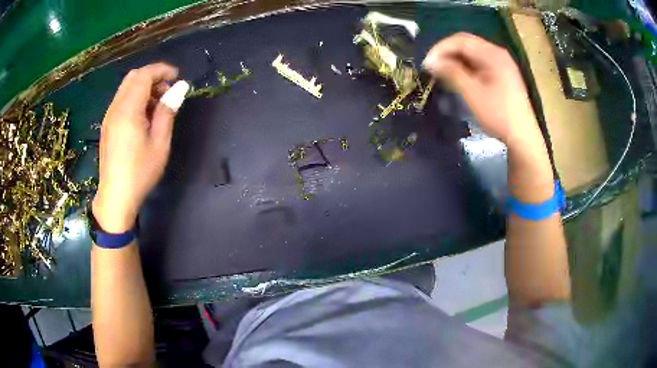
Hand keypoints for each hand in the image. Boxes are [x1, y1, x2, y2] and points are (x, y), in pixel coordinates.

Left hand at [92, 63, 188, 232]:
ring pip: (126, 87)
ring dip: (144, 87)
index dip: (162, 70)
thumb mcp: (160, 143)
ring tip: (158, 105)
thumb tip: (179, 88)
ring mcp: (109, 116)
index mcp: (128, 110)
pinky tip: (144, 116)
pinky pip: (121, 100)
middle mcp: (115, 108)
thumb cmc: (140, 172)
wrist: (115, 197)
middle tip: (168, 91)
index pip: (144, 75)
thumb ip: (167, 112)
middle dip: (153, 76)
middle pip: (133, 77)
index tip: (177, 77)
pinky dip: (135, 98)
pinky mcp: (107, 125)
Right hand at [423, 33, 543, 148]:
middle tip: (432, 67)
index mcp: (493, 54)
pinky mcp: (503, 74)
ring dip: (456, 60)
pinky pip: (480, 63)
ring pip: (473, 54)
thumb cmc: (498, 115)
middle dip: (447, 53)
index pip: (461, 40)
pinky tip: (459, 78)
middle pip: (467, 44)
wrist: (523, 137)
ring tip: (443, 73)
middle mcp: (498, 53)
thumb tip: (430, 62)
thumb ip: (451, 73)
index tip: (427, 64)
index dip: (440, 48)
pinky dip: (466, 67)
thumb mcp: (472, 93)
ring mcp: (502, 64)